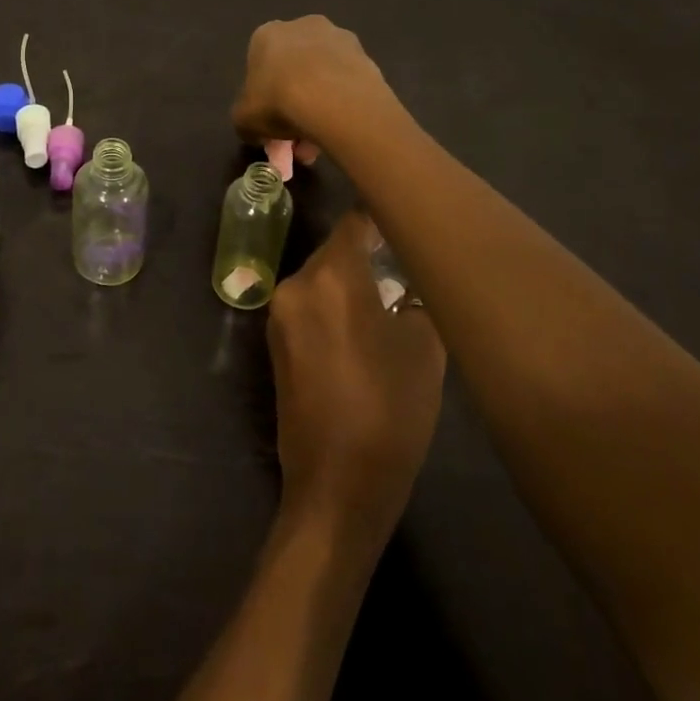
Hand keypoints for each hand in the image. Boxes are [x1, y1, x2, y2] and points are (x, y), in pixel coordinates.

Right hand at [232, 18, 391, 161]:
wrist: (334, 100)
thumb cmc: (277, 101)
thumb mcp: (244, 120)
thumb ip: (246, 121)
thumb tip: (256, 130)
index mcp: (267, 34)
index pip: (260, 65)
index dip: (263, 97)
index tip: (269, 122)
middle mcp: (302, 26)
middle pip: (294, 69)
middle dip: (293, 103)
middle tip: (296, 138)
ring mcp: (339, 38)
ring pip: (323, 76)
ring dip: (320, 106)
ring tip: (320, 143)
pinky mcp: (366, 55)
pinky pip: (347, 83)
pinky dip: (342, 104)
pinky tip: (340, 130)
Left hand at [267, 214, 446, 545]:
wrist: (336, 484)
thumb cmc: (389, 412)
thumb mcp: (424, 349)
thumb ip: (417, 299)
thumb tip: (409, 282)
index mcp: (331, 277)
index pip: (355, 223)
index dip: (383, 215)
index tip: (409, 216)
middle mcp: (296, 284)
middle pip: (336, 251)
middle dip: (369, 252)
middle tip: (408, 262)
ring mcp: (280, 313)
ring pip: (323, 278)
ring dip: (353, 281)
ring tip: (392, 296)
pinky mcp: (275, 341)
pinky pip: (310, 304)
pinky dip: (335, 304)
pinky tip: (365, 326)